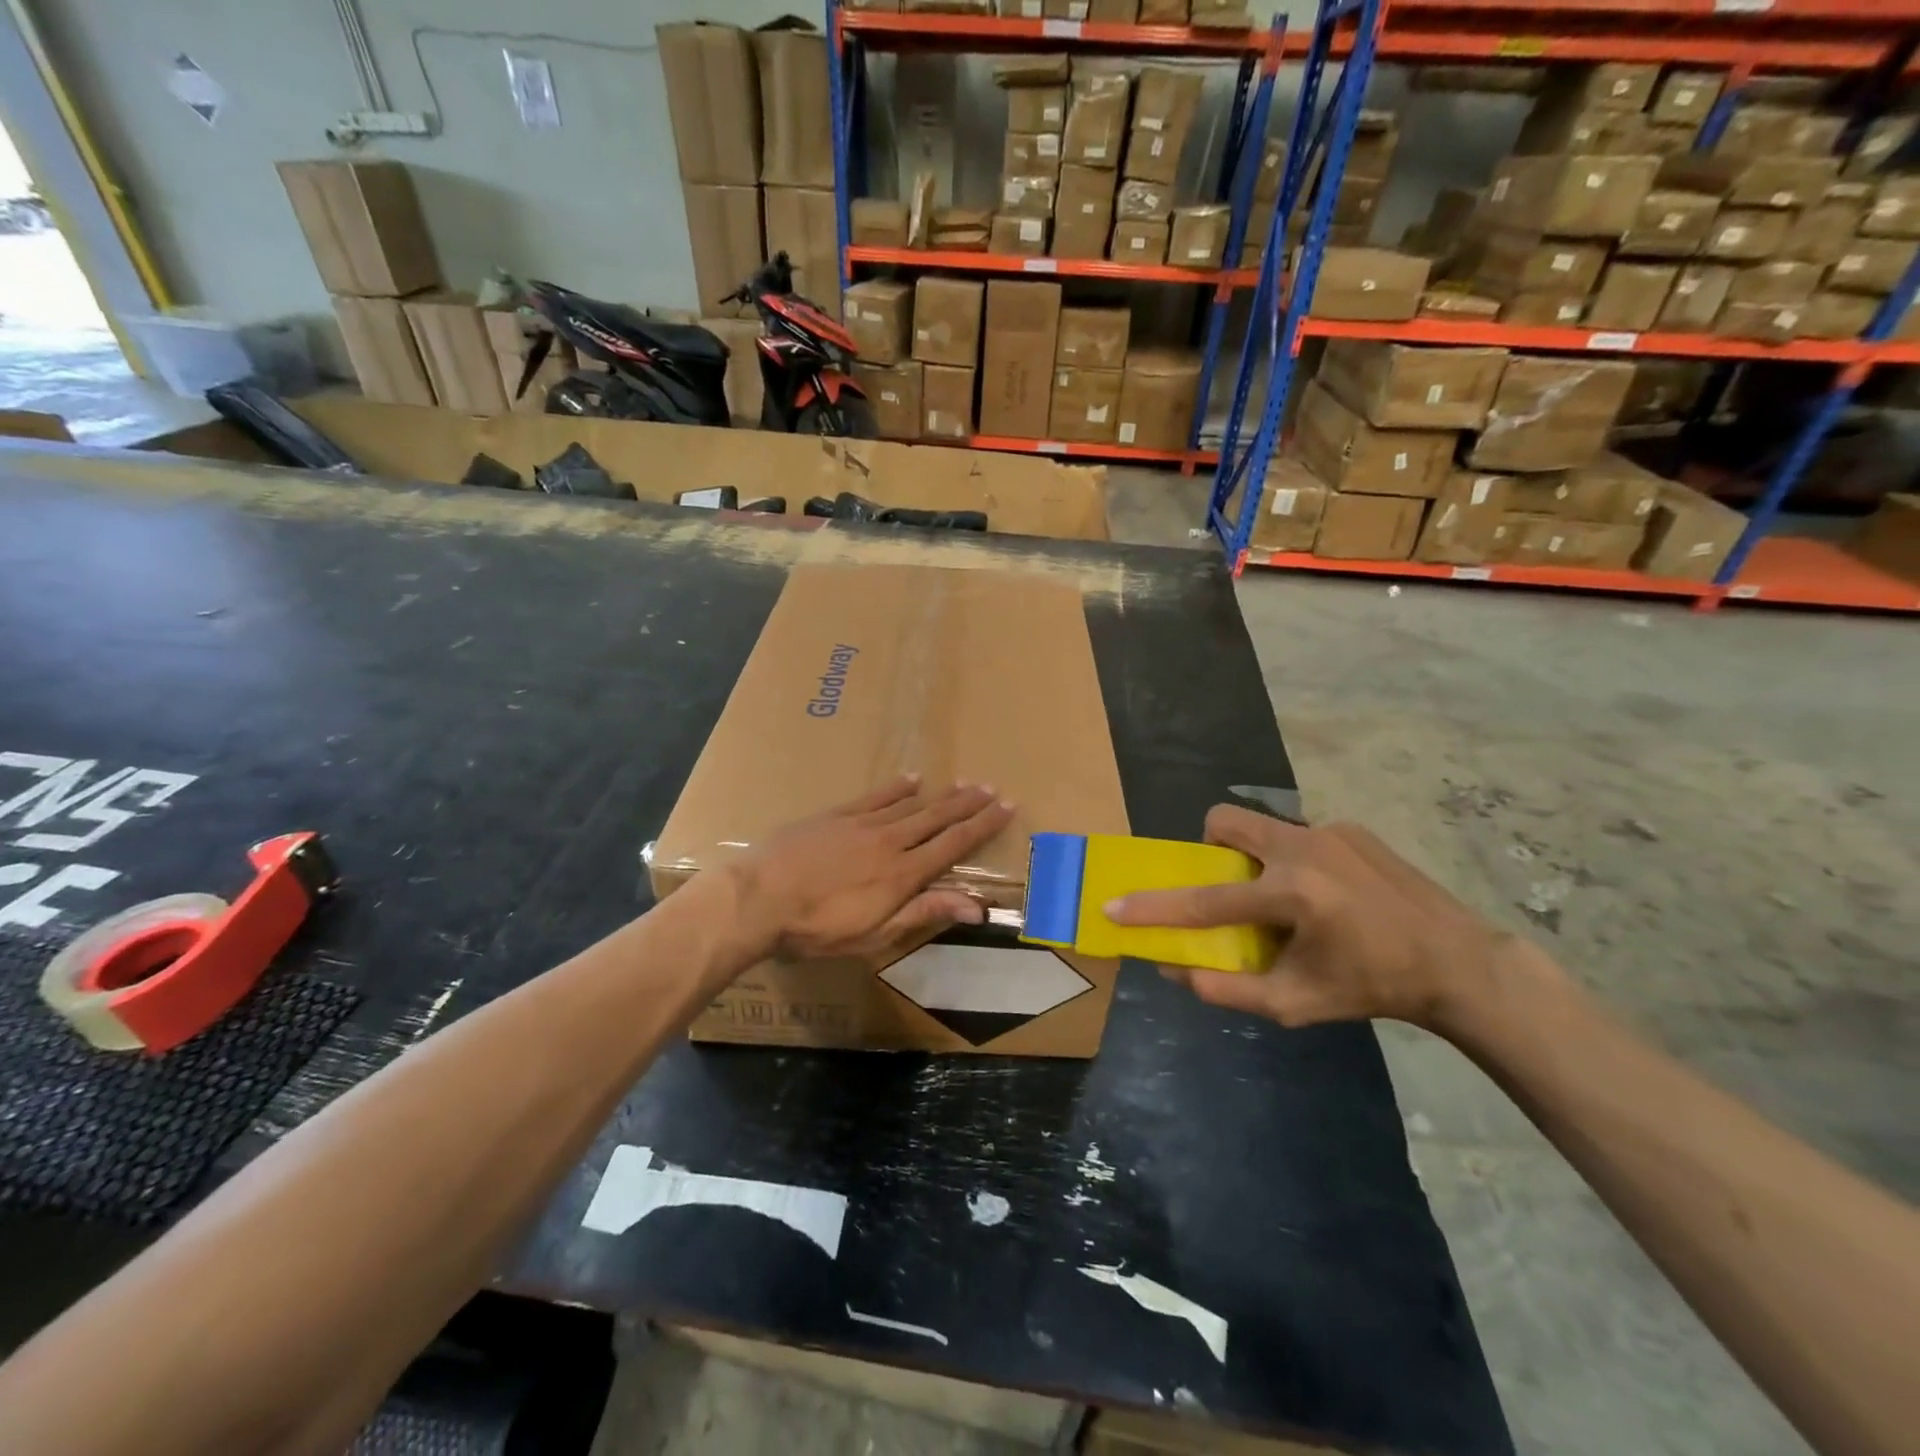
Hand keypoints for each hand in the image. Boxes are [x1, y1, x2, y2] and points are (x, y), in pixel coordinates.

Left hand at [728, 777, 1014, 961]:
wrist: (759, 897)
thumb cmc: (818, 928)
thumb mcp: (876, 934)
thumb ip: (925, 913)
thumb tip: (977, 906)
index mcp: (904, 874)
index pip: (953, 844)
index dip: (982, 826)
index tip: (1006, 807)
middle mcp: (891, 842)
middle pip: (938, 818)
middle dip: (968, 804)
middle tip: (992, 788)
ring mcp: (862, 824)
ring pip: (911, 804)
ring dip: (940, 794)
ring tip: (964, 782)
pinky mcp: (836, 816)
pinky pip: (875, 797)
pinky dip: (897, 788)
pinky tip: (912, 779)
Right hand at [1105, 805, 1528, 1030]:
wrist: (1458, 961)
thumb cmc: (1372, 987)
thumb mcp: (1296, 1004)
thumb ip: (1228, 989)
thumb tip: (1173, 969)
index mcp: (1291, 895)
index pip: (1205, 901)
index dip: (1154, 907)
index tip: (1114, 905)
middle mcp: (1304, 849)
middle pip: (1225, 821)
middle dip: (1208, 848)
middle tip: (1228, 885)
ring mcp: (1330, 831)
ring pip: (1262, 825)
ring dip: (1254, 856)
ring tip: (1285, 897)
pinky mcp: (1351, 828)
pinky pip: (1299, 836)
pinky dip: (1294, 861)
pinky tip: (1330, 895)